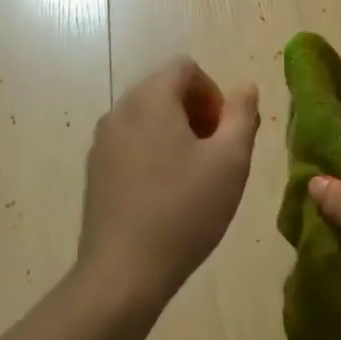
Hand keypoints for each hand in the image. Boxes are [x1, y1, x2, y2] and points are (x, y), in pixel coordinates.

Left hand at [78, 58, 259, 310]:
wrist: (124, 271)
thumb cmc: (185, 210)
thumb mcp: (231, 160)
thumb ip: (242, 115)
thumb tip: (245, 87)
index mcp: (151, 98)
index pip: (186, 68)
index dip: (214, 93)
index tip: (225, 133)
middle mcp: (120, 110)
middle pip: (165, 90)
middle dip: (196, 113)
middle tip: (215, 155)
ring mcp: (102, 141)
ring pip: (147, 118)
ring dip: (175, 133)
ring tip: (193, 177)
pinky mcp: (95, 170)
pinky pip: (130, 143)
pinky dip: (152, 153)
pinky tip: (165, 194)